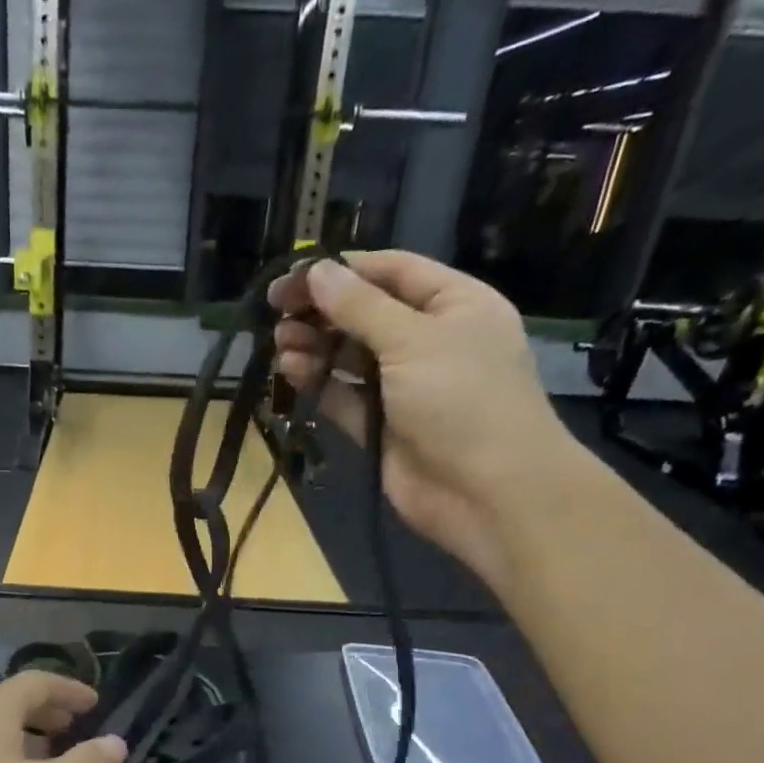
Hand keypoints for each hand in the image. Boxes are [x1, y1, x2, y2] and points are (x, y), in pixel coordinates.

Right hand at [268, 251, 579, 589]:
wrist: (487, 492)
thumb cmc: (462, 399)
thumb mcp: (412, 340)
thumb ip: (360, 307)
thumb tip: (317, 271)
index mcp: (453, 304)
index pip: (391, 272)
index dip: (342, 270)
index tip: (292, 278)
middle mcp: (428, 340)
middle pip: (365, 314)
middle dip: (322, 312)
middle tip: (276, 315)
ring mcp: (403, 386)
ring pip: (349, 357)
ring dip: (314, 346)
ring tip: (280, 345)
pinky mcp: (381, 426)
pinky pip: (343, 396)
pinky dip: (318, 383)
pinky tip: (291, 372)